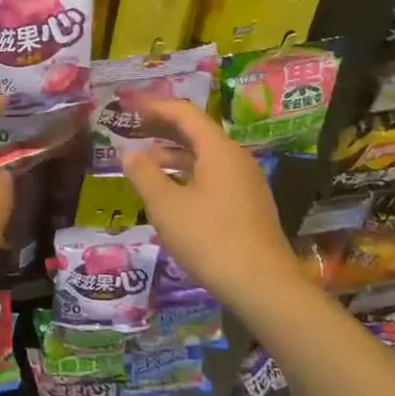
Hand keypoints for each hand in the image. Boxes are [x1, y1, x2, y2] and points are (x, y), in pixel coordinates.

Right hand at [120, 98, 301, 307]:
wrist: (265, 288)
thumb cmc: (211, 239)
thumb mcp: (167, 206)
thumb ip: (144, 174)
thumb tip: (129, 154)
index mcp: (219, 149)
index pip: (184, 113)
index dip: (154, 107)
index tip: (129, 107)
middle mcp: (236, 158)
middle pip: (196, 132)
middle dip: (163, 129)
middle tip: (133, 129)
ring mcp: (245, 183)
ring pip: (204, 156)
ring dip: (174, 155)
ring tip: (145, 163)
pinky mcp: (248, 205)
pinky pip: (213, 176)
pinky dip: (188, 174)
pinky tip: (171, 192)